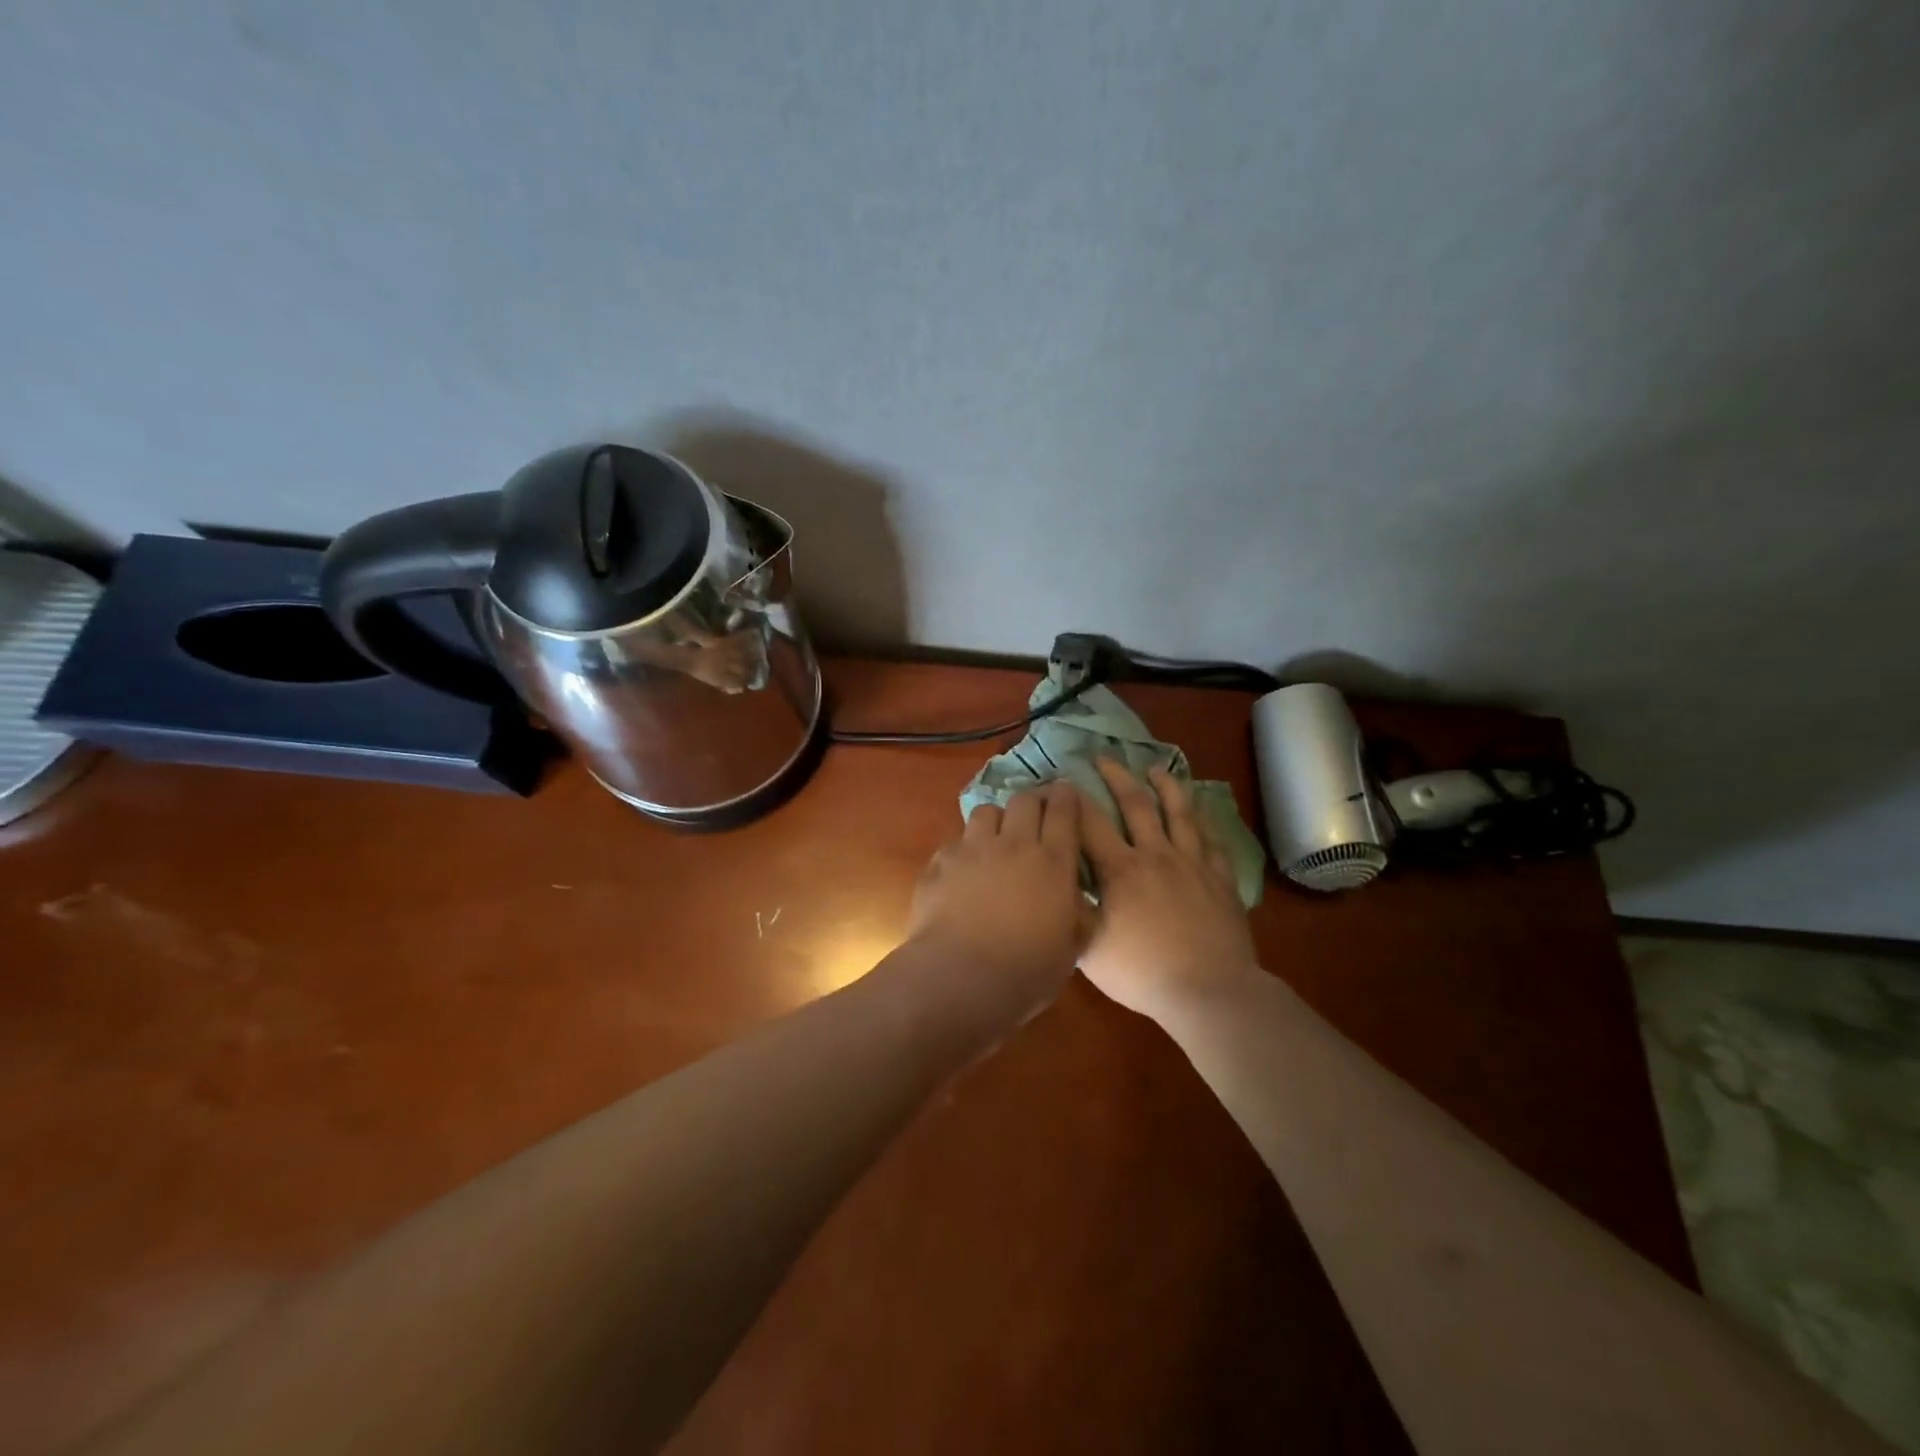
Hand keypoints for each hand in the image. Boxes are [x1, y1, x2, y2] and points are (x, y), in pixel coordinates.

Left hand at [906, 783, 1087, 999]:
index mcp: (1054, 863)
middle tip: (1035, 812)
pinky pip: (956, 841)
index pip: (1064, 812)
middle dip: (1033, 800)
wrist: (961, 977)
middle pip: (1025, 800)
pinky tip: (963, 868)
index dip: (1066, 797)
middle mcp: (1015, 845)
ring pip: (987, 811)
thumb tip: (1079, 900)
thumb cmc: (1027, 970)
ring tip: (996, 837)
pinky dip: (964, 848)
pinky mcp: (941, 861)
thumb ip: (1077, 915)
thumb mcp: (1070, 948)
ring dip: (996, 820)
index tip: (1067, 792)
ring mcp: (974, 849)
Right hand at [1077, 759, 1260, 1021]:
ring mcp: (1193, 863)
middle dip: (1117, 776)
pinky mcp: (1221, 878)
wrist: (1209, 991)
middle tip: (1104, 758)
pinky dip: (1204, 820)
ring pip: (1180, 812)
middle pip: (1135, 804)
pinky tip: (1200, 812)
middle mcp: (1156, 855)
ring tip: (1156, 769)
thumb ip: (1072, 912)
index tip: (1060, 782)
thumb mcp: (1089, 949)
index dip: (1072, 799)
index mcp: (1120, 870)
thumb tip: (1058, 885)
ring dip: (1166, 786)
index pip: (1089, 822)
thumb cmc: (1143, 973)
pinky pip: (1212, 839)